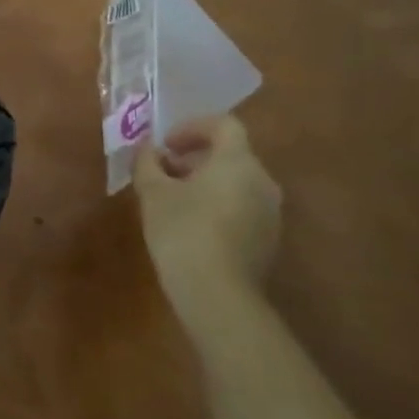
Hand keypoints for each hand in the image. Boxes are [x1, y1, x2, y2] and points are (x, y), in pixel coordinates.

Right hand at [133, 116, 281, 305]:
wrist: (217, 293)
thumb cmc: (182, 230)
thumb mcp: (152, 192)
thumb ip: (147, 163)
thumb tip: (147, 150)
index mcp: (237, 162)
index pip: (223, 125)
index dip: (192, 127)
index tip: (165, 144)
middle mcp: (262, 181)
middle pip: (231, 154)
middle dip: (194, 158)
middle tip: (163, 173)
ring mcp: (270, 212)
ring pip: (237, 182)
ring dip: (205, 182)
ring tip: (173, 201)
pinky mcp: (268, 239)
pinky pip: (242, 207)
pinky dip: (217, 205)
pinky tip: (191, 227)